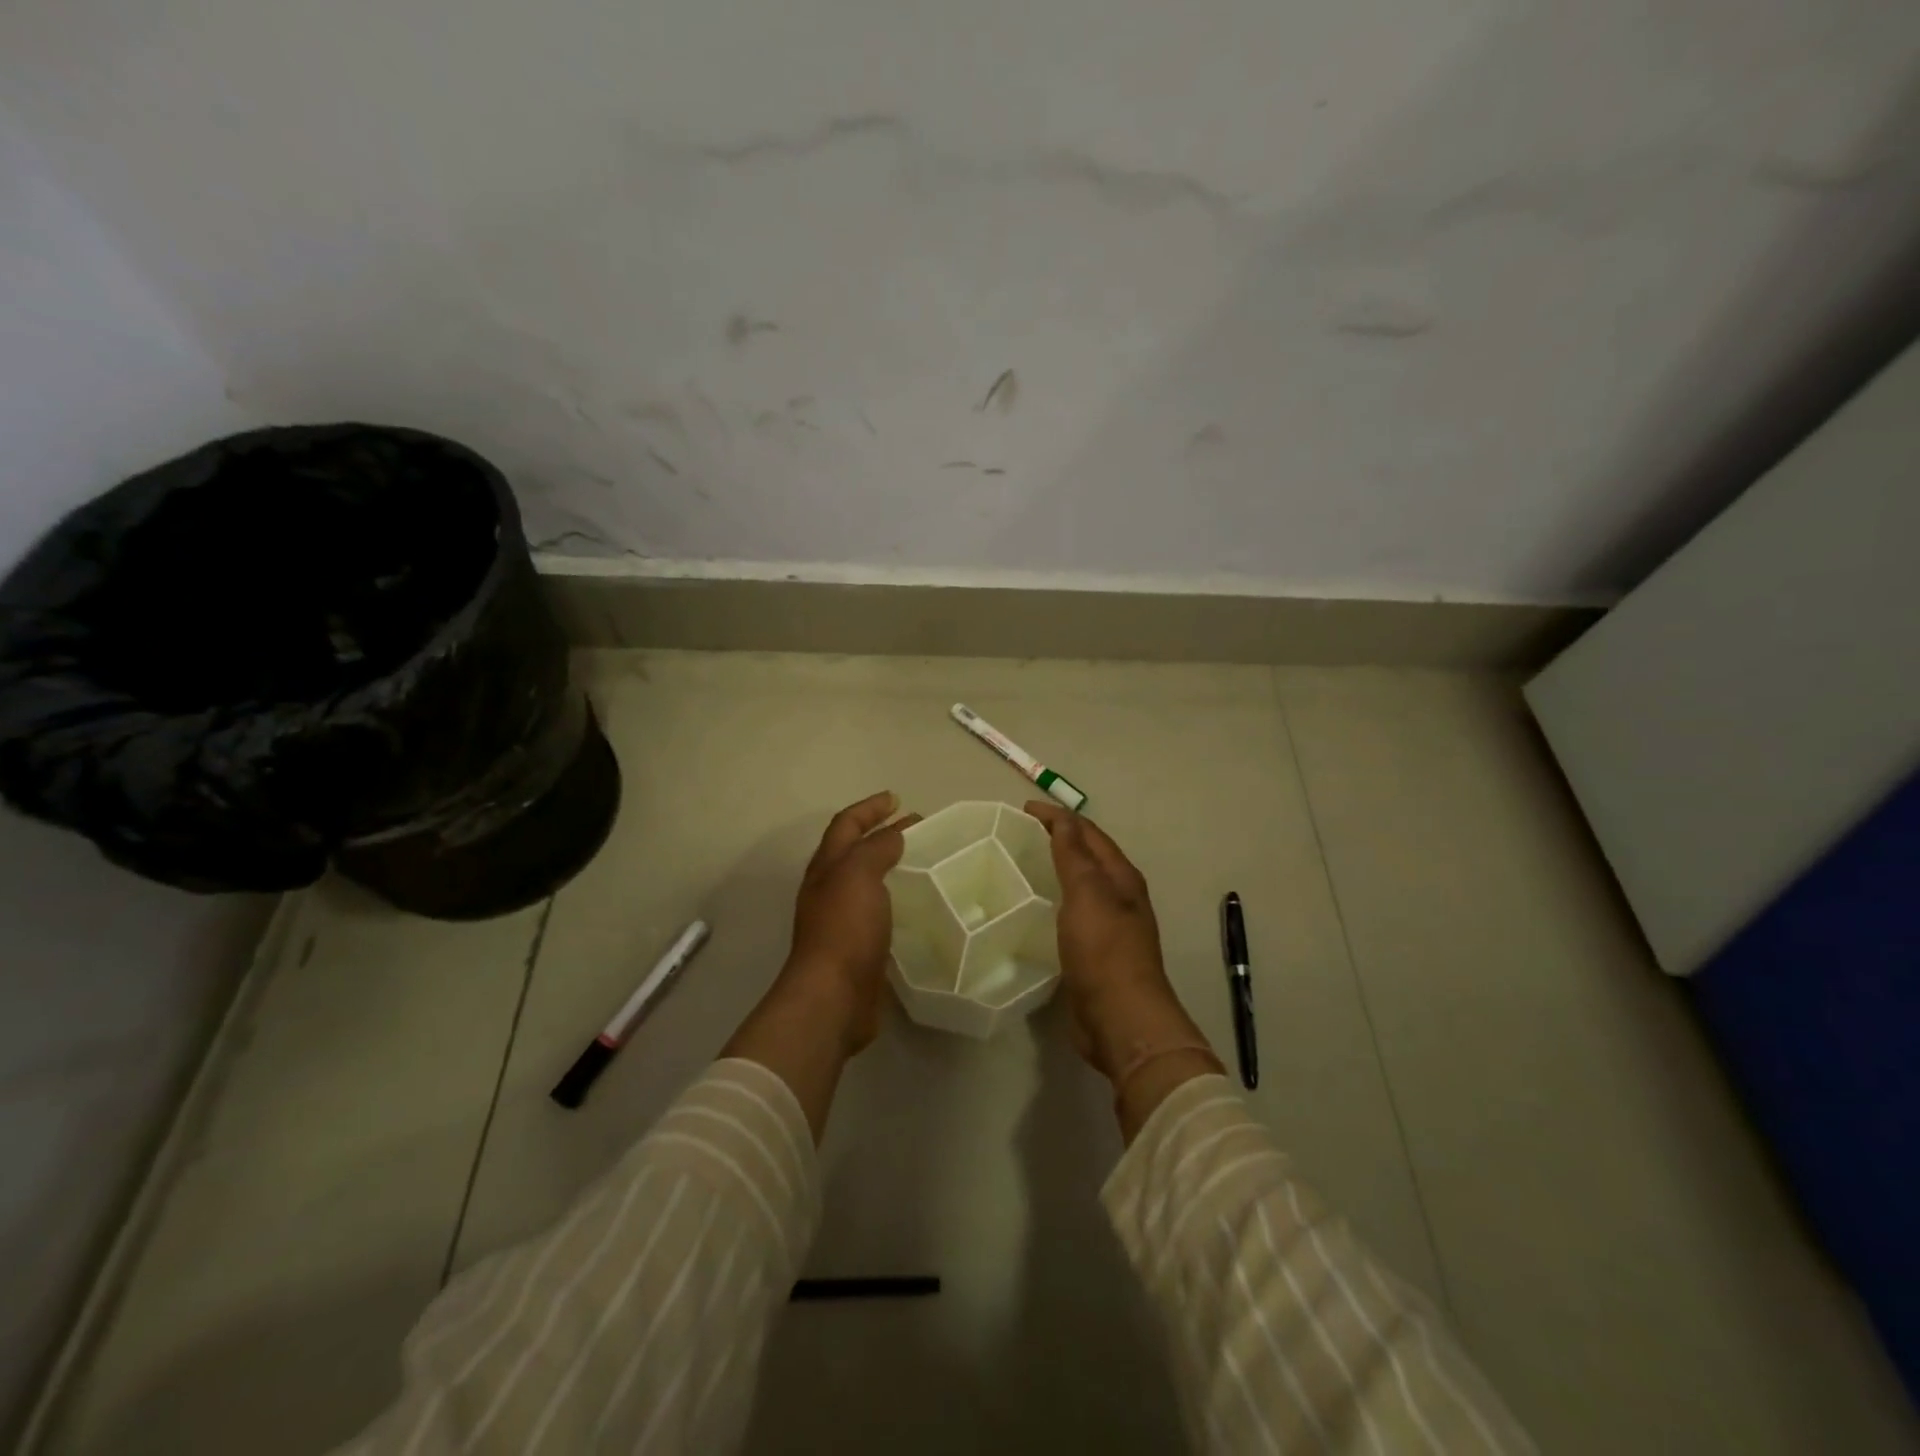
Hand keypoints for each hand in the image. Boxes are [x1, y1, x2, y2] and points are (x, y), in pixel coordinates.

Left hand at [782, 790, 919, 1054]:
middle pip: (856, 851)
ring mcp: (844, 919)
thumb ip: (877, 849)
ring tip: (924, 862)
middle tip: (918, 827)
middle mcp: (831, 889)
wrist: (833, 997)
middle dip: (882, 834)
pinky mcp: (860, 946)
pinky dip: (898, 900)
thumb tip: (894, 835)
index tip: (896, 798)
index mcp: (827, 867)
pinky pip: (881, 912)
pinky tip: (920, 905)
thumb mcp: (859, 874)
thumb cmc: (845, 928)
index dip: (869, 808)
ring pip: (869, 881)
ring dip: (892, 866)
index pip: (846, 824)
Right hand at [1025, 803, 1217, 1123]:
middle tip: (1021, 834)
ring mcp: (1109, 927)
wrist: (1120, 1018)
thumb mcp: (1087, 894)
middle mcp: (1120, 897)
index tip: (1024, 810)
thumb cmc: (1104, 950)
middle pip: (1088, 857)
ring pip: (1081, 886)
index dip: (1059, 818)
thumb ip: (1074, 855)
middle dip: (1060, 839)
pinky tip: (1034, 910)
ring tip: (1024, 866)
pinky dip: (1054, 902)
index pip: (1088, 833)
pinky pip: (1072, 914)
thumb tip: (1064, 817)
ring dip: (1057, 870)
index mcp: (1121, 877)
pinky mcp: (1095, 953)